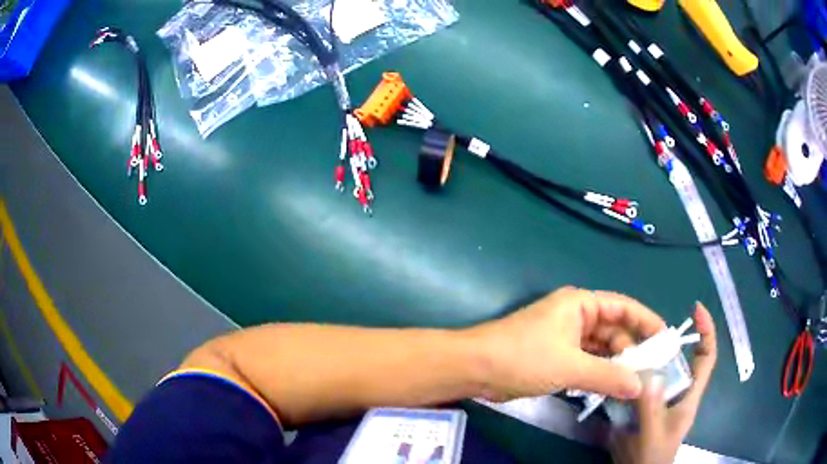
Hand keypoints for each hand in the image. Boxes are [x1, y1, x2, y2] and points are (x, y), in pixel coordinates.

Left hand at [470, 286, 665, 401]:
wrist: (475, 369)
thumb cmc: (524, 357)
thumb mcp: (571, 367)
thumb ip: (608, 376)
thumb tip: (640, 386)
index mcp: (581, 304)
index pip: (624, 307)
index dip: (646, 321)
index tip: (665, 339)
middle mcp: (576, 317)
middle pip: (614, 330)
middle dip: (631, 350)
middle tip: (650, 373)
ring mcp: (565, 338)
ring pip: (600, 349)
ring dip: (615, 365)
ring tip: (634, 384)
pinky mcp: (556, 357)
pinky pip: (586, 363)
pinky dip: (598, 374)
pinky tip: (610, 388)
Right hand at [609, 303, 717, 463]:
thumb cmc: (652, 457)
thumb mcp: (653, 435)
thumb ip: (651, 408)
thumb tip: (648, 374)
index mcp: (689, 395)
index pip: (706, 357)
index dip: (706, 331)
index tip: (696, 310)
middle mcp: (675, 392)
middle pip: (675, 359)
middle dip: (663, 342)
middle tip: (641, 332)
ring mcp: (657, 400)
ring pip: (653, 370)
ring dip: (640, 359)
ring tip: (622, 350)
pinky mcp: (640, 407)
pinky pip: (635, 385)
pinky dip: (626, 377)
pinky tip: (612, 374)